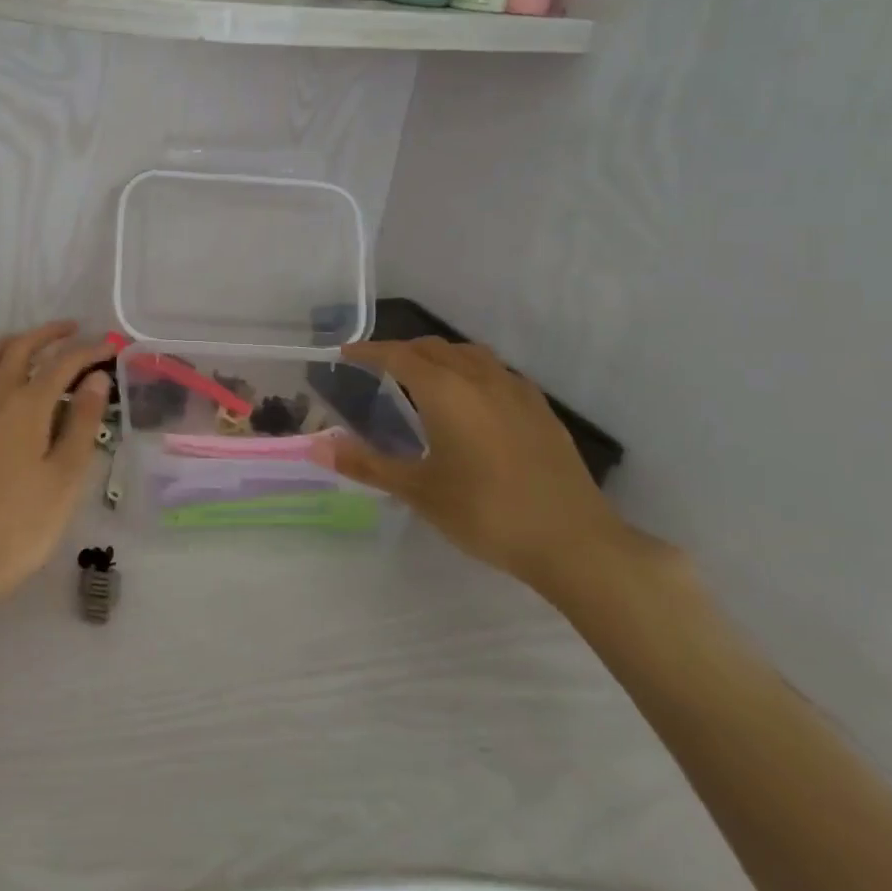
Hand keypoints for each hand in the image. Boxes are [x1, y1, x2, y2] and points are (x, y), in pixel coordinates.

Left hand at [0, 321, 114, 611]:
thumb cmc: (21, 526)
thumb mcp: (65, 478)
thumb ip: (82, 422)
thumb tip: (95, 378)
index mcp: (26, 406)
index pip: (62, 364)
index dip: (88, 350)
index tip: (110, 345)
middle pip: (20, 349)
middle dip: (49, 334)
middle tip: (73, 330)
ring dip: (12, 342)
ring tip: (31, 343)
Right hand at [330, 338, 638, 593]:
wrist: (574, 542)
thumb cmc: (486, 512)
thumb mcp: (418, 490)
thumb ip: (366, 463)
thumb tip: (317, 445)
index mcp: (445, 390)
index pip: (398, 355)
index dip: (369, 351)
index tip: (346, 354)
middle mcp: (480, 378)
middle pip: (433, 348)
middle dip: (402, 351)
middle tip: (378, 367)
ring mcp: (516, 391)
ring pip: (469, 354)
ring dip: (439, 356)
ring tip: (423, 375)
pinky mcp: (541, 410)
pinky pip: (497, 372)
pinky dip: (471, 371)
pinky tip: (473, 398)